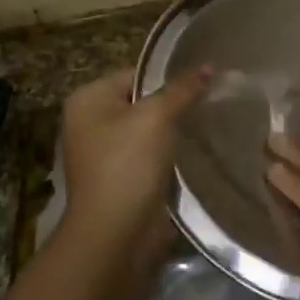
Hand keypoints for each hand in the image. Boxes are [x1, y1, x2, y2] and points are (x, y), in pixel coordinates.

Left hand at [59, 66, 210, 257]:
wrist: (115, 233)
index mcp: (88, 99)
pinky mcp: (120, 177)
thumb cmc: (128, 164)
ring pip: (147, 129)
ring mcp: (103, 152)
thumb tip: (208, 66)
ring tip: (207, 122)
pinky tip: (193, 151)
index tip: (204, 80)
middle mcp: (89, 122)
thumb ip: (183, 89)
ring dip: (173, 130)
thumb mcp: (157, 117)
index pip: (136, 74)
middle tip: (211, 100)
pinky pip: (149, 154)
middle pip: (142, 101)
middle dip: (174, 103)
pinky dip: (168, 153)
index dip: (169, 77)